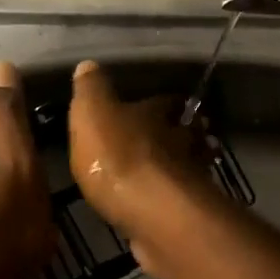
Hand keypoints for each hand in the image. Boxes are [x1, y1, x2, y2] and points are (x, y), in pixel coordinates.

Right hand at [67, 60, 213, 273]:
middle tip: (174, 136)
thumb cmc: (118, 157)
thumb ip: (91, 90)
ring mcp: (189, 178)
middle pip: (185, 132)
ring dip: (184, 165)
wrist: (153, 213)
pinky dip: (177, 198)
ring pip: (189, 164)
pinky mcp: (188, 213)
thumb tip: (89, 64)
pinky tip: (166, 205)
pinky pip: (182, 199)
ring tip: (172, 170)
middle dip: (180, 133)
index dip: (161, 103)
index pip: (164, 102)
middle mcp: (180, 142)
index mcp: (155, 115)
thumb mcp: (92, 113)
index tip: (162, 104)